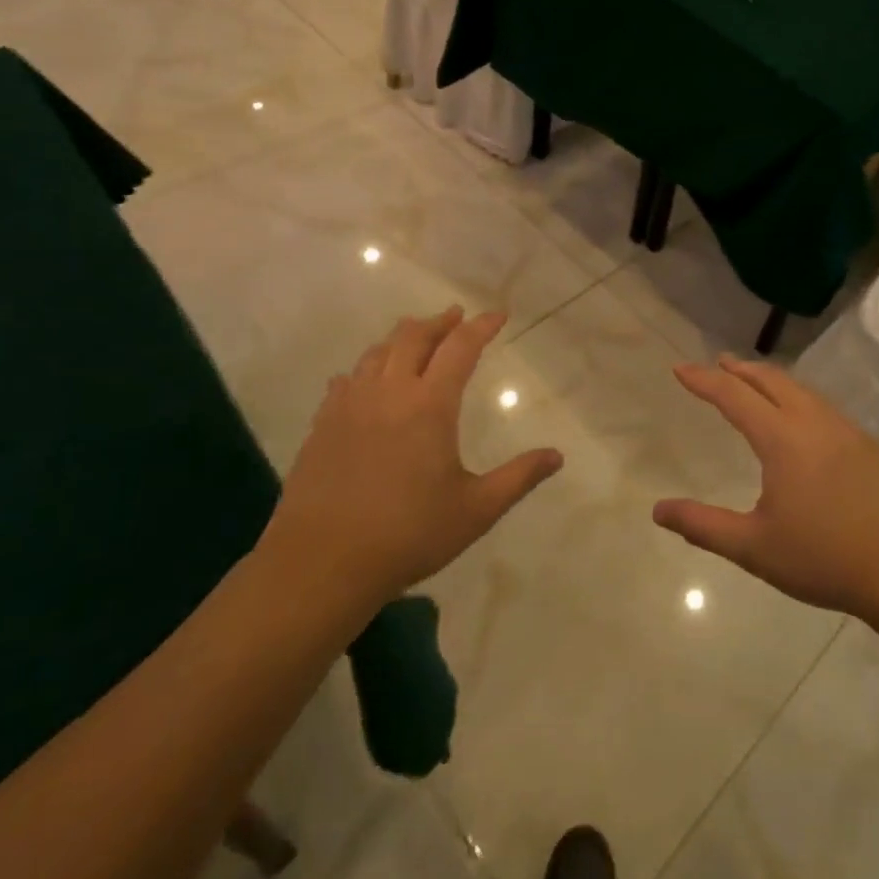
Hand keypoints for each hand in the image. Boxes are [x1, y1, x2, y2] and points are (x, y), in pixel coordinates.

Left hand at [262, 307, 562, 608]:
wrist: (321, 563)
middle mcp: (389, 392)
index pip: (461, 347)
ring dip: (402, 338)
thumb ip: (519, 477)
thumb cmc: (408, 534)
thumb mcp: (476, 510)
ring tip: (416, 338)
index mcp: (430, 405)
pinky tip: (365, 379)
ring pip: (377, 352)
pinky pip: (346, 380)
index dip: (482, 326)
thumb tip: (557, 456)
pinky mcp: (322, 424)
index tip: (498, 314)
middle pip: (414, 336)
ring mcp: (350, 405)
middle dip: (439, 321)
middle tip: (456, 316)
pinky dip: (366, 368)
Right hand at [654, 356, 878, 623]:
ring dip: (772, 380)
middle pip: (771, 380)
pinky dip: (800, 398)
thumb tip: (658, 510)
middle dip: (741, 369)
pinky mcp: (870, 446)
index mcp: (782, 439)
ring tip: (757, 383)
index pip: (734, 396)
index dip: (704, 380)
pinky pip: (825, 408)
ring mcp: (847, 431)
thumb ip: (704, 526)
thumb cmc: (825, 557)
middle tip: (720, 363)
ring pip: (802, 390)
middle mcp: (813, 422)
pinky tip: (803, 419)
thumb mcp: (754, 548)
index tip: (681, 368)